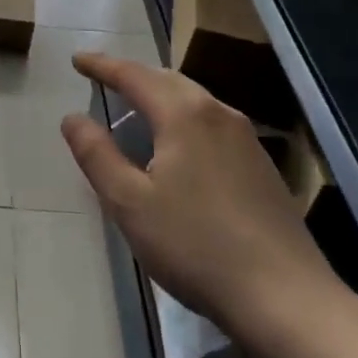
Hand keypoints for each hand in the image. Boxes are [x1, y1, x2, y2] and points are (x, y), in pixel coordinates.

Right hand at [62, 53, 352, 352]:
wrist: (285, 297)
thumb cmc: (195, 246)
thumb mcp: (130, 203)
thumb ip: (97, 155)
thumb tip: (72, 118)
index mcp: (184, 114)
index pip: (133, 75)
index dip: (102, 65)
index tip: (77, 59)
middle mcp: (218, 113)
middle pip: (167, 79)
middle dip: (133, 75)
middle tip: (103, 77)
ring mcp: (246, 138)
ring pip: (194, 99)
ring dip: (160, 94)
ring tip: (136, 105)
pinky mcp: (261, 164)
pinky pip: (211, 121)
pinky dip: (183, 116)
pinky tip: (179, 144)